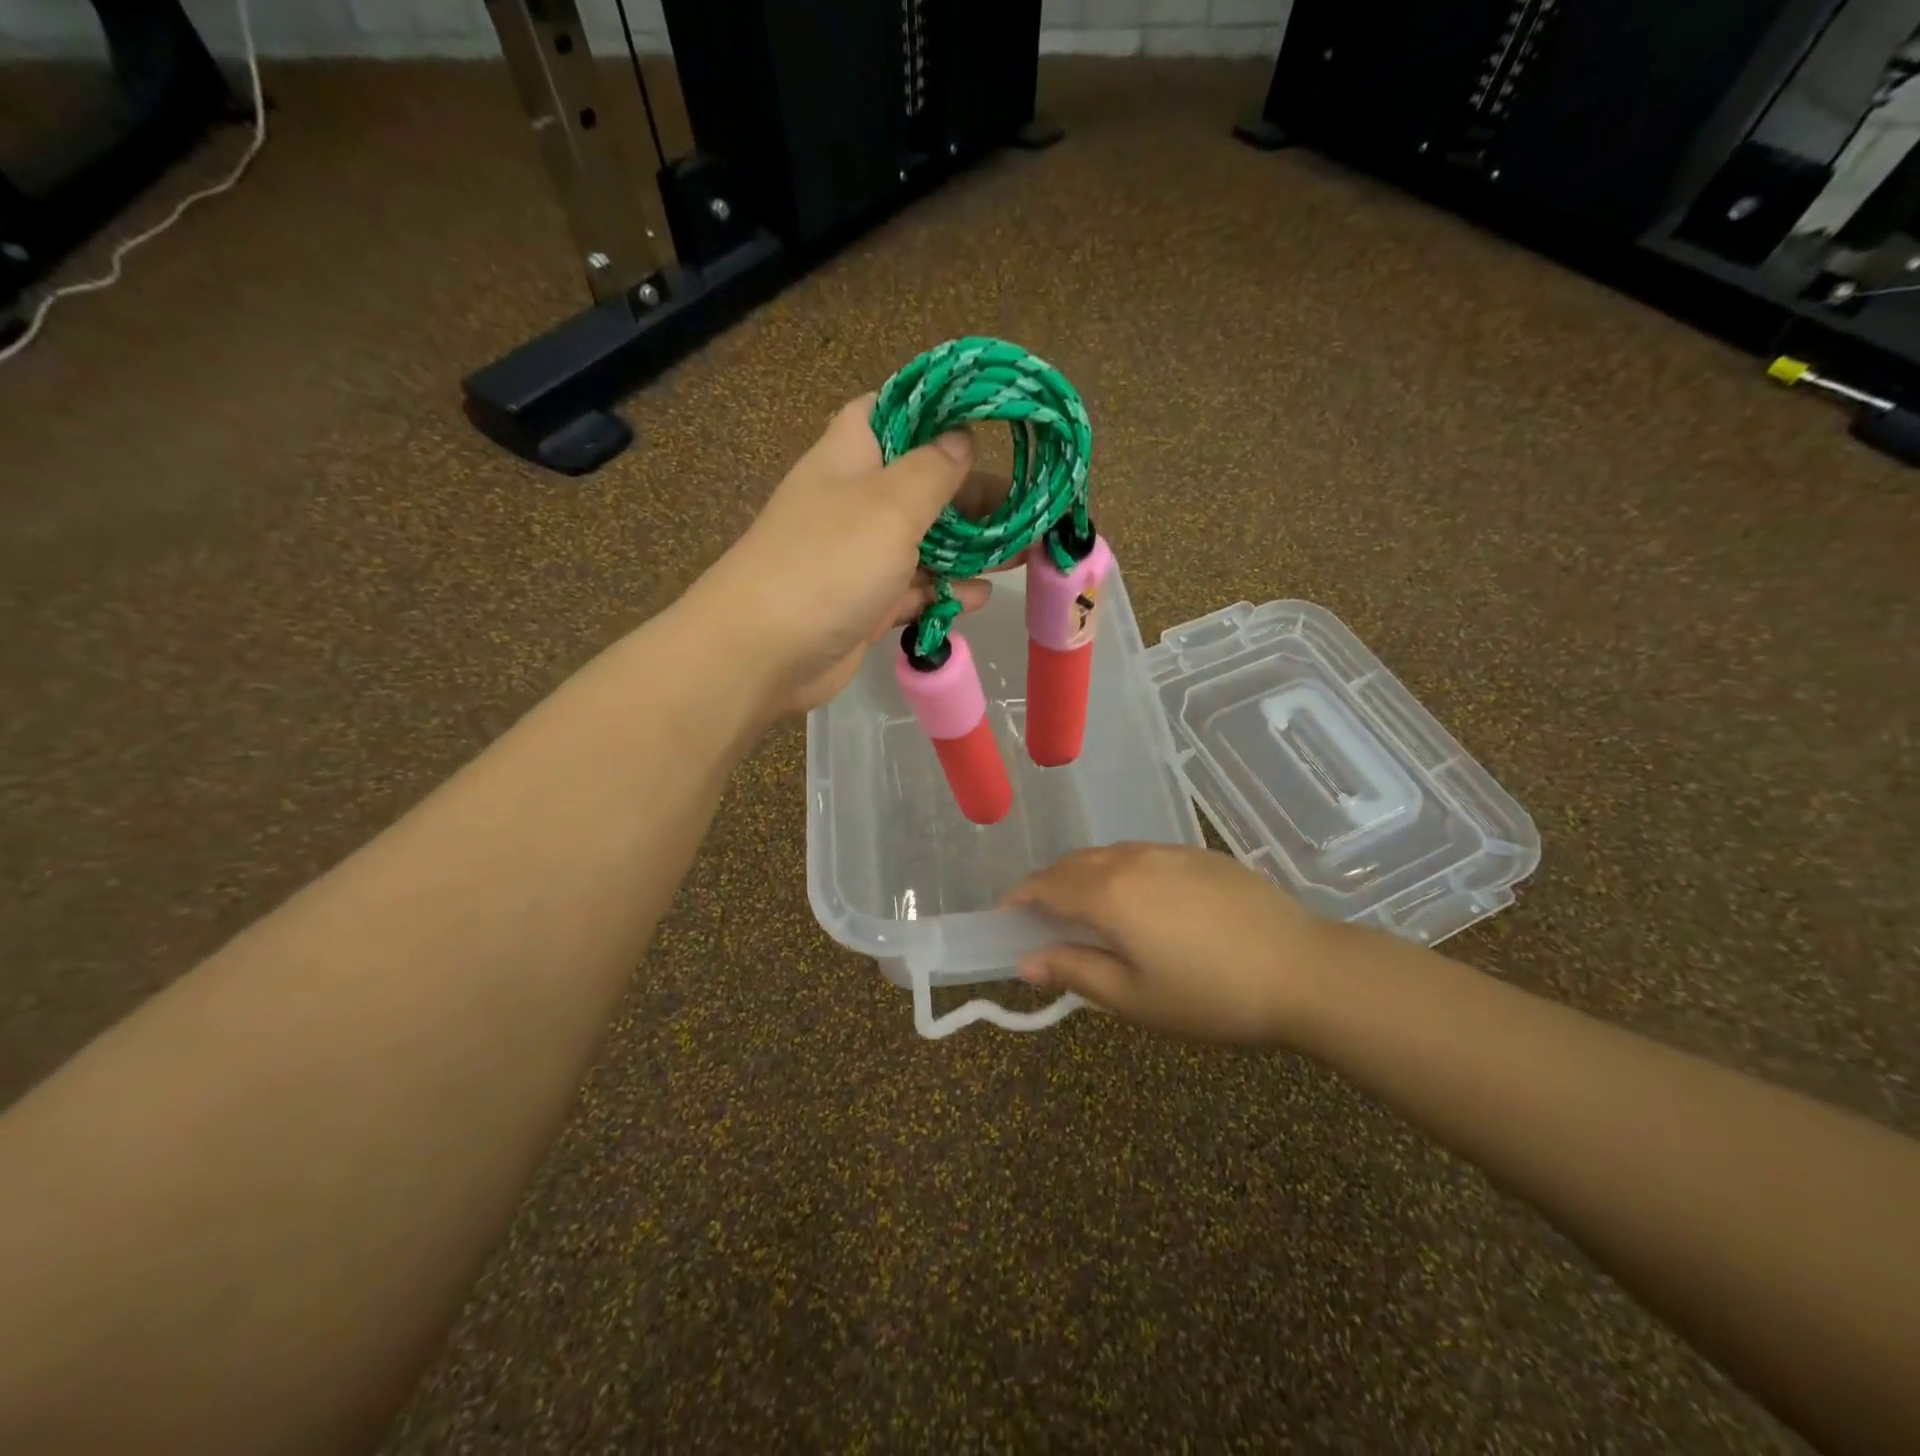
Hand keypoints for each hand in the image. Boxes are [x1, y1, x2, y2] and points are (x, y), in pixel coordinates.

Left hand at [687, 394, 1008, 715]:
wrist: (763, 653)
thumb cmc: (828, 562)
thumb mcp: (890, 504)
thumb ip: (934, 471)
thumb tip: (960, 439)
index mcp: (852, 456)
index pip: (893, 410)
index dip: (936, 408)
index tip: (987, 418)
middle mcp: (856, 501)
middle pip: (924, 484)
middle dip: (974, 494)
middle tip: (1027, 505)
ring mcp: (860, 557)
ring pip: (925, 542)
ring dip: (970, 548)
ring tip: (1022, 553)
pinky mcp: (866, 605)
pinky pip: (915, 591)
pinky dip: (945, 592)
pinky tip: (980, 596)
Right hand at [1005, 843, 1335, 1045]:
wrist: (1305, 970)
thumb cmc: (1212, 995)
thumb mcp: (1135, 999)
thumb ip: (1076, 972)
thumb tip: (1027, 961)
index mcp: (1108, 894)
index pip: (1047, 886)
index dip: (1021, 898)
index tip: (1007, 913)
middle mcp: (1131, 860)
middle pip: (1073, 864)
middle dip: (1049, 884)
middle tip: (1041, 913)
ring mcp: (1169, 852)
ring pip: (1108, 854)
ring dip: (1084, 873)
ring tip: (1084, 903)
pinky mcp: (1200, 854)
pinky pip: (1142, 854)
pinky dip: (1120, 869)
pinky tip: (1138, 896)